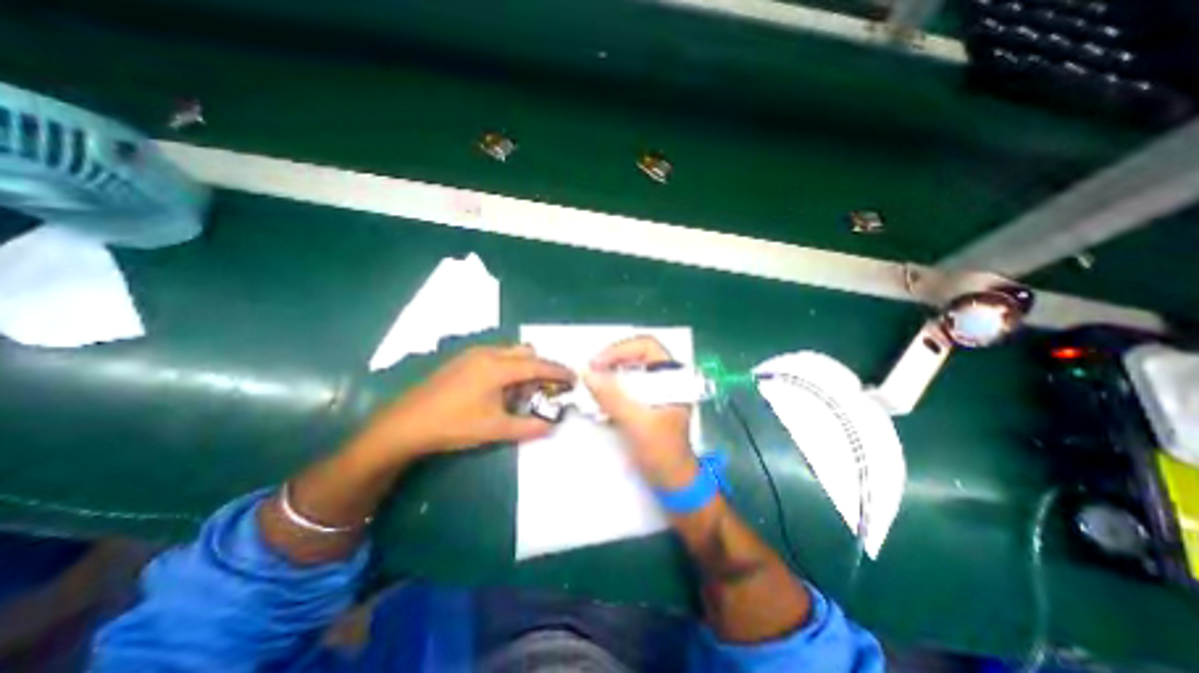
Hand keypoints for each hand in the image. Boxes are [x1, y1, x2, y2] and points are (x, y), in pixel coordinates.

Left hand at [356, 344, 574, 459]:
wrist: (405, 424)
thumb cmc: (454, 425)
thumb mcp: (495, 429)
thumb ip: (528, 427)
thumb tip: (553, 425)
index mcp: (498, 368)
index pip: (538, 365)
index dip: (558, 371)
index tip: (574, 378)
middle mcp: (488, 354)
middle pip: (526, 353)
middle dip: (542, 367)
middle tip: (549, 387)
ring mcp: (473, 354)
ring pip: (511, 353)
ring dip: (524, 367)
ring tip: (526, 390)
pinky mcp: (463, 360)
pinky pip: (496, 356)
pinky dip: (509, 367)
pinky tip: (502, 388)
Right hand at [584, 337, 697, 489]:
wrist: (673, 482)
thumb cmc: (662, 452)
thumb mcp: (636, 422)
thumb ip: (612, 397)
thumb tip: (587, 372)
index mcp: (673, 376)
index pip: (646, 346)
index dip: (620, 349)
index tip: (597, 363)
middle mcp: (665, 378)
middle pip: (636, 355)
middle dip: (611, 360)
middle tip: (589, 371)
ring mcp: (656, 390)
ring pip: (629, 370)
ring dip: (609, 373)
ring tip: (590, 382)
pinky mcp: (646, 402)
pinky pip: (625, 385)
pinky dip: (610, 387)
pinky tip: (598, 396)